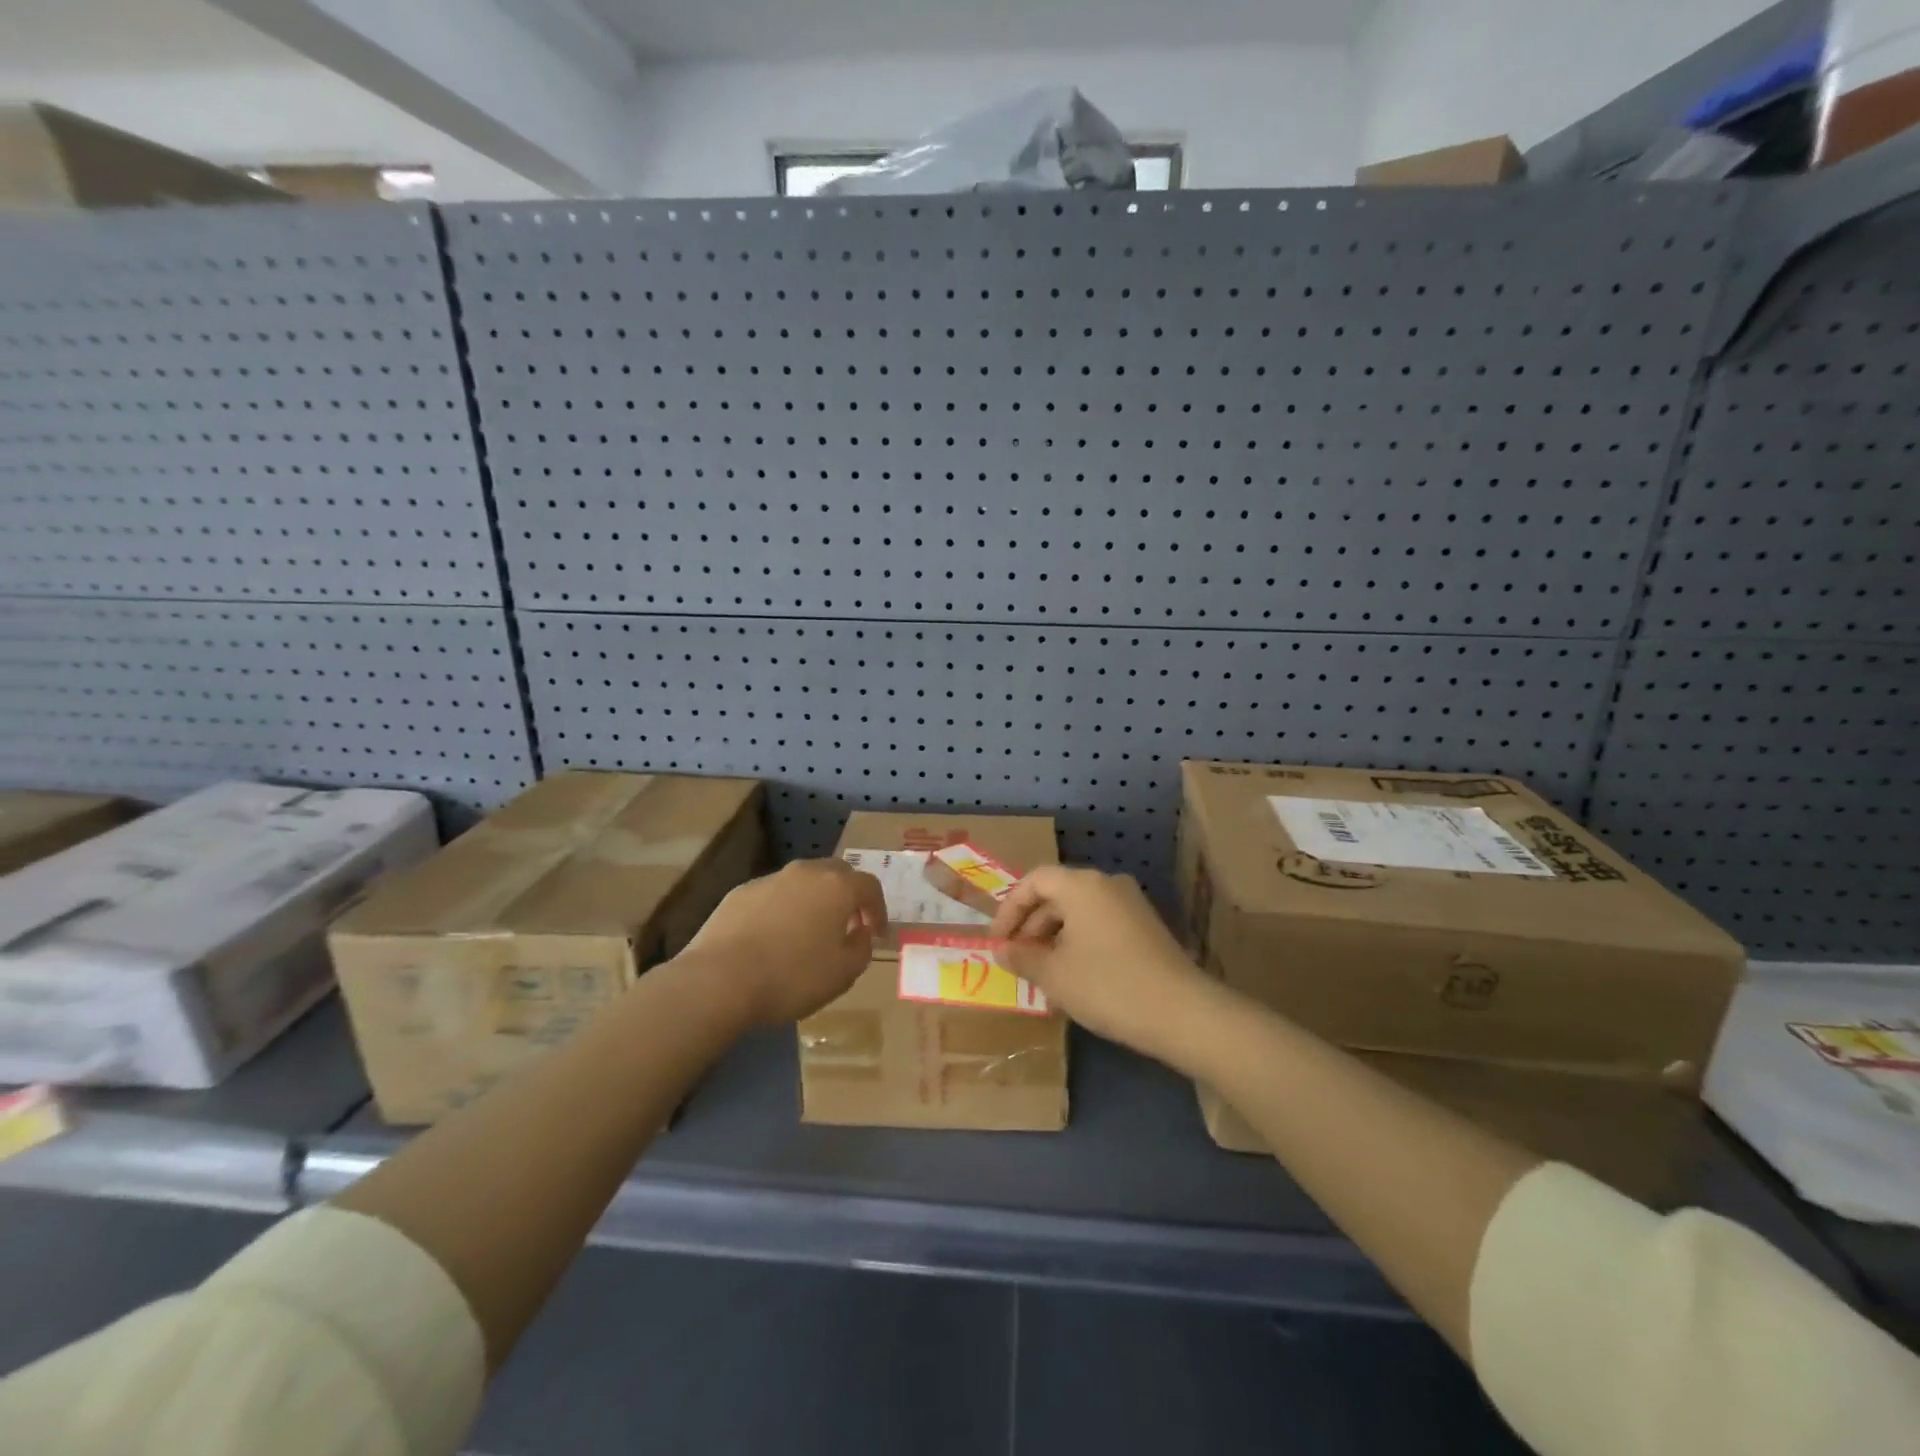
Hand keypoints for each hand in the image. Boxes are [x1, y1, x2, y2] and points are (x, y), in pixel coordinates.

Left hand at [680, 859, 887, 1024]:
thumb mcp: (843, 974)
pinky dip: (783, 909)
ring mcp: (770, 879)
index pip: (869, 886)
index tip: (877, 933)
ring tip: (809, 932)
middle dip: (847, 896)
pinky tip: (774, 938)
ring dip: (814, 901)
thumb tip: (861, 932)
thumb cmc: (792, 977)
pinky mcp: (740, 893)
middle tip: (847, 925)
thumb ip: (862, 948)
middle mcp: (806, 872)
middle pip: (836, 873)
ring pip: (803, 882)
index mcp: (837, 887)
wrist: (720, 979)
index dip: (878, 909)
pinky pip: (773, 895)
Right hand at [988, 866, 1207, 1056]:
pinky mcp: (1146, 927)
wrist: (1181, 1013)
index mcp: (1082, 885)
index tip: (998, 941)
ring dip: (1054, 937)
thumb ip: (1023, 958)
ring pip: (1079, 911)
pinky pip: (1100, 924)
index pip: (1034, 881)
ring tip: (1041, 973)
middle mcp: (1107, 884)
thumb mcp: (1055, 975)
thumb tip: (1003, 951)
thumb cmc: (1107, 986)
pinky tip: (1073, 977)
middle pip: (1057, 894)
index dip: (1009, 908)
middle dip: (1031, 926)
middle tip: (1017, 959)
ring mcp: (1131, 904)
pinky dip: (1079, 942)